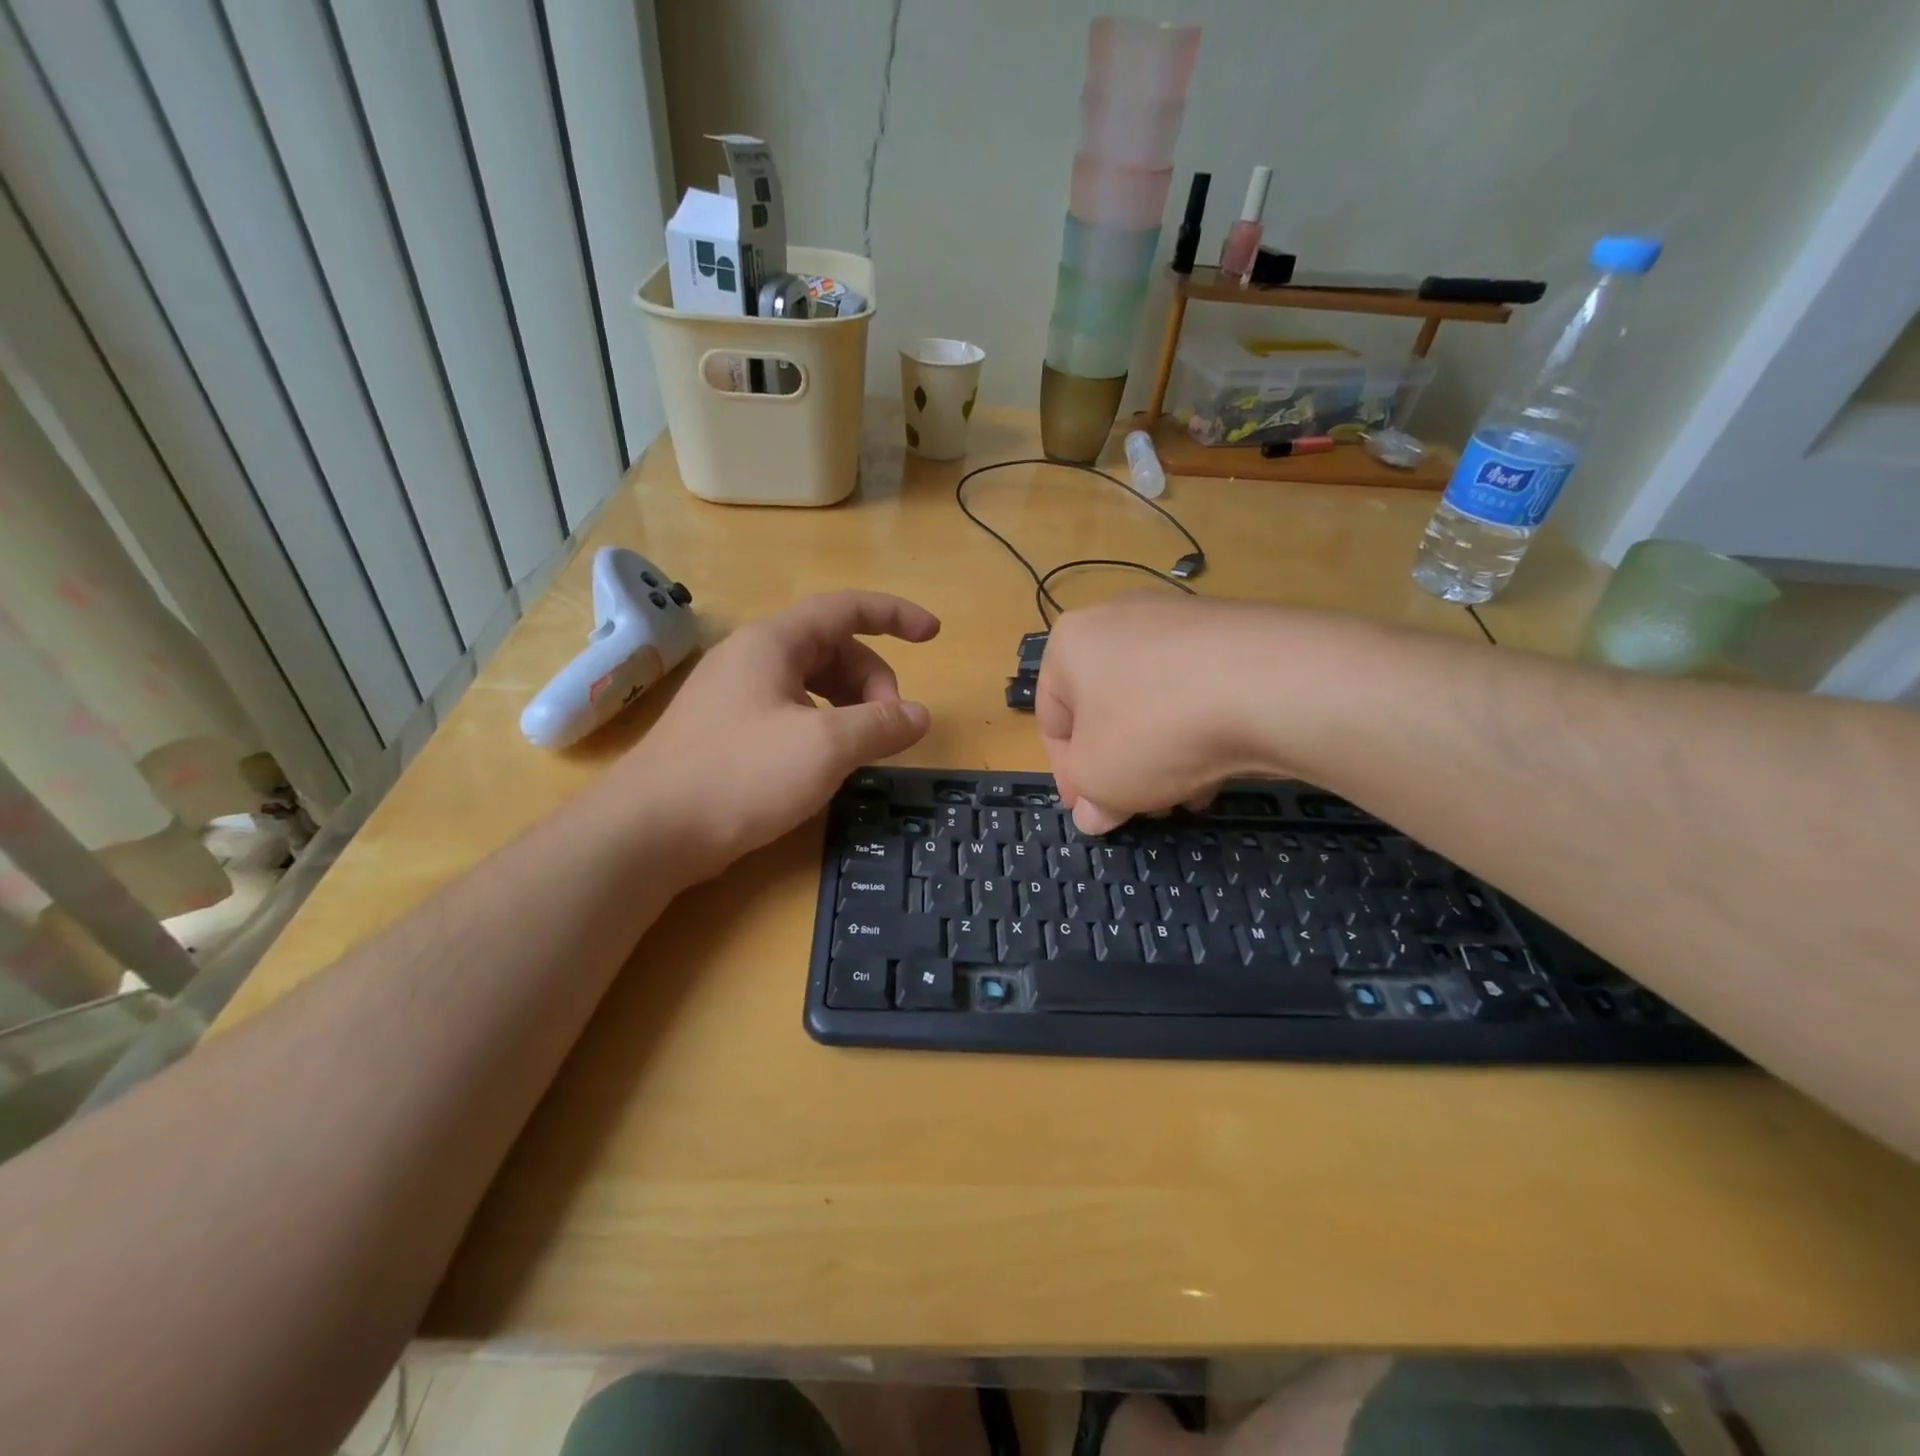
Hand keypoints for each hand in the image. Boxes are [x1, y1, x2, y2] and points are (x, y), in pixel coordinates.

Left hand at [619, 591, 938, 879]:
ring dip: (849, 707)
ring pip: (811, 684)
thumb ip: (880, 725)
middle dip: (873, 680)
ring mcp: (734, 695)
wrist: (648, 831)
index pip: (846, 608)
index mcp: (773, 643)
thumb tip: (919, 715)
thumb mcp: (824, 747)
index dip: (895, 615)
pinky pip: (790, 711)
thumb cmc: (740, 775)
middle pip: (832, 649)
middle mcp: (752, 658)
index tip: (933, 635)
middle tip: (890, 727)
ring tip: (863, 748)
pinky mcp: (726, 731)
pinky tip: (826, 762)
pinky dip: (823, 726)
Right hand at [1037, 594, 1278, 833]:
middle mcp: (1119, 618)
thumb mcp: (1100, 779)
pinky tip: (1220, 765)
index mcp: (1071, 642)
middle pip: (1107, 710)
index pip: (1053, 720)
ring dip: (1161, 754)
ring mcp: (1179, 618)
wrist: (1271, 683)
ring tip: (1186, 795)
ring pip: (1155, 702)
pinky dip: (1200, 727)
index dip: (1067, 775)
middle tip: (1139, 807)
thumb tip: (1093, 815)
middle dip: (1121, 766)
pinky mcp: (1233, 629)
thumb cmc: (1154, 729)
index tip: (1089, 811)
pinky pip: (1198, 688)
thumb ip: (1088, 799)